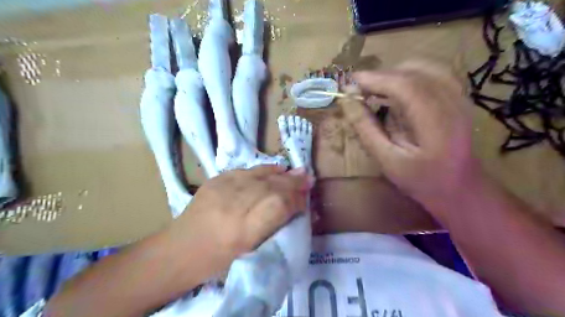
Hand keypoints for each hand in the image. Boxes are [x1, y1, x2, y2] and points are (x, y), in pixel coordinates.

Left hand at [171, 164, 312, 270]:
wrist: (181, 249)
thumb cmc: (219, 260)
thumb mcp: (251, 250)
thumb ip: (275, 226)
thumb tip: (298, 208)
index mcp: (244, 231)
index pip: (279, 206)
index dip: (296, 200)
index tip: (307, 199)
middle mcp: (235, 205)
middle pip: (272, 187)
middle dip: (293, 183)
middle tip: (308, 178)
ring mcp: (223, 188)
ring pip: (261, 176)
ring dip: (282, 174)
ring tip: (296, 172)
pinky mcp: (216, 179)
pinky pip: (246, 170)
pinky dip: (264, 170)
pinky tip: (275, 169)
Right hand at [342, 59, 482, 217]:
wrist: (460, 188)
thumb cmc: (420, 180)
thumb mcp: (387, 160)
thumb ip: (366, 129)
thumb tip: (347, 102)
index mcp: (436, 124)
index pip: (405, 86)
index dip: (375, 79)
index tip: (350, 83)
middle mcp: (453, 103)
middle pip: (414, 72)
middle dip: (382, 76)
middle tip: (358, 89)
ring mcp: (460, 98)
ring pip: (424, 67)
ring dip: (395, 74)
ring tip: (375, 89)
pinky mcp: (459, 97)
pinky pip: (433, 73)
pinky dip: (409, 75)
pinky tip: (397, 90)